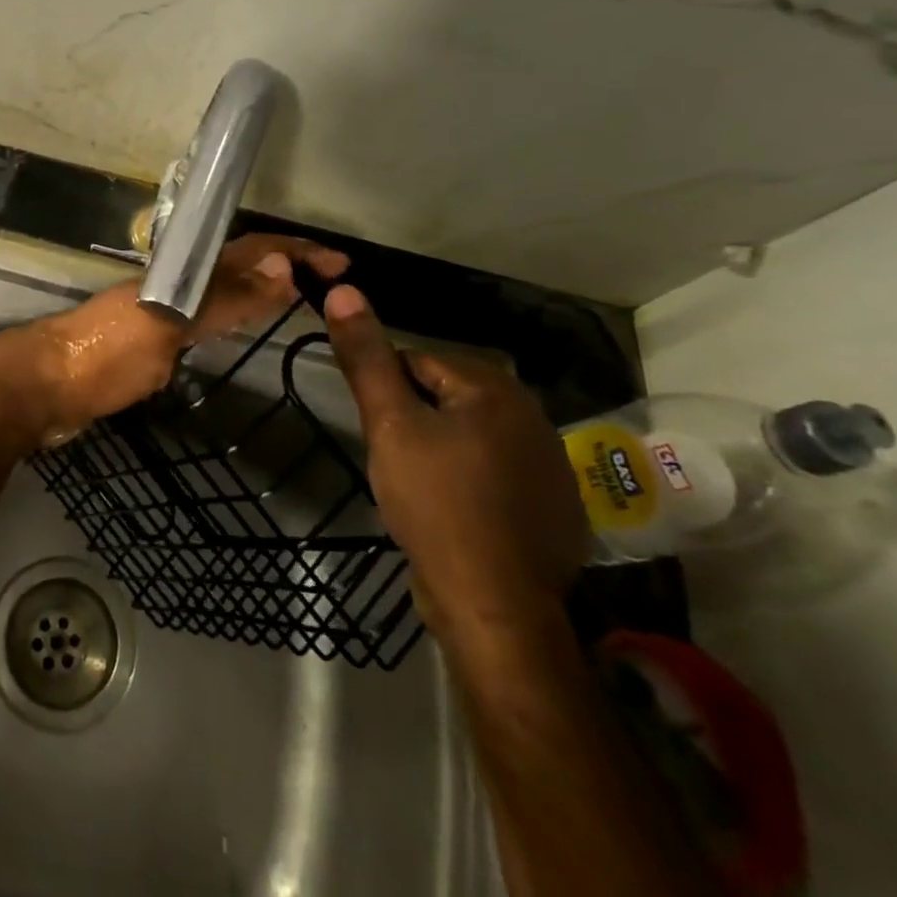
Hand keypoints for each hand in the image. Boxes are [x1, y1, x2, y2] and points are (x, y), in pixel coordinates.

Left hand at [0, 234, 348, 448]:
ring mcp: (160, 311)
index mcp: (179, 272)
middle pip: (239, 266)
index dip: (295, 253)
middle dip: (285, 267)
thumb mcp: (167, 325)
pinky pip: (205, 318)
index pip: (249, 251)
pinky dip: (234, 316)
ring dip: (262, 288)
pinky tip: (243, 329)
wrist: (43, 387)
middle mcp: (173, 284)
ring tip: (300, 300)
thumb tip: (282, 266)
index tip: (342, 264)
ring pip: (222, 290)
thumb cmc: (104, 355)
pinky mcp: (150, 341)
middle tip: (331, 284)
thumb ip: (222, 299)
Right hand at [321, 285, 586, 641]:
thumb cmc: (437, 503)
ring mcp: (550, 467)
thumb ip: (366, 357)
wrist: (494, 606)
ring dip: (439, 452)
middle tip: (397, 463)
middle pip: (445, 399)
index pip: (418, 362)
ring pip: (467, 437)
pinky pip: (493, 475)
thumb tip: (344, 290)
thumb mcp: (389, 424)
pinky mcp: (553, 509)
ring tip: (421, 490)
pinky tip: (455, 515)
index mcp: (495, 388)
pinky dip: (470, 484)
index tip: (381, 433)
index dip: (388, 395)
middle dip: (414, 423)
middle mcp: (533, 417)